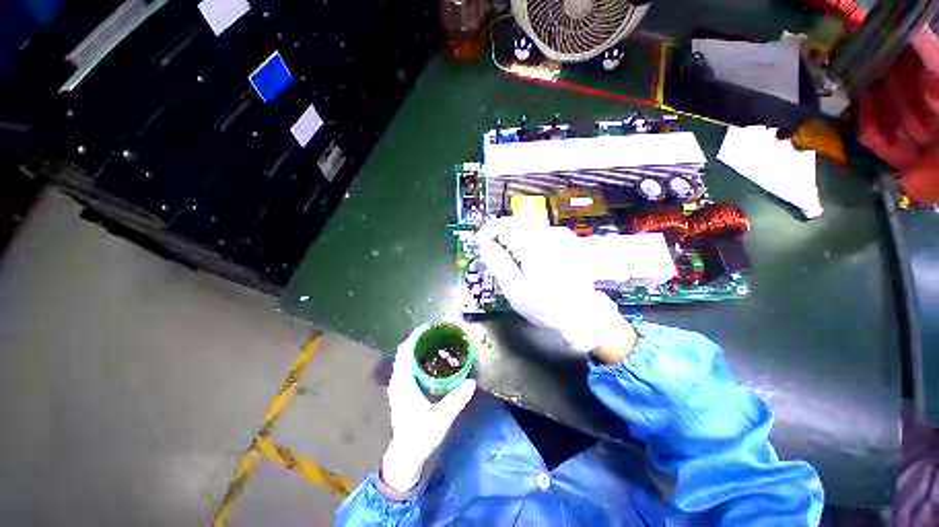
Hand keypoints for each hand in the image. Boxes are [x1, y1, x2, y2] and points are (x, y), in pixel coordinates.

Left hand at [380, 324, 476, 492]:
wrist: (407, 452)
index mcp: (403, 384)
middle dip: (417, 344)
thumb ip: (456, 400)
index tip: (427, 328)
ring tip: (434, 348)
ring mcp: (397, 390)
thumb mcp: (442, 417)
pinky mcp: (400, 397)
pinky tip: (429, 369)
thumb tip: (471, 383)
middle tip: (436, 337)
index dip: (414, 338)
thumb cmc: (421, 434)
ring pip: (403, 365)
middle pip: (403, 356)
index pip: (405, 353)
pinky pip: (405, 373)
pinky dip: (414, 365)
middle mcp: (397, 384)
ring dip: (415, 354)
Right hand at [477, 216, 635, 358]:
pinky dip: (533, 242)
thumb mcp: (516, 291)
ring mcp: (562, 238)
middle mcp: (548, 236)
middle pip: (518, 223)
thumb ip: (498, 264)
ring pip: (531, 228)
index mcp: (533, 246)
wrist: (582, 313)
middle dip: (502, 234)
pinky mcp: (571, 243)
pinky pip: (545, 234)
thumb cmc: (547, 306)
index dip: (488, 231)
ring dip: (518, 238)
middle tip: (493, 252)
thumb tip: (485, 245)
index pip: (504, 224)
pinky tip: (533, 259)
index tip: (481, 243)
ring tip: (513, 259)